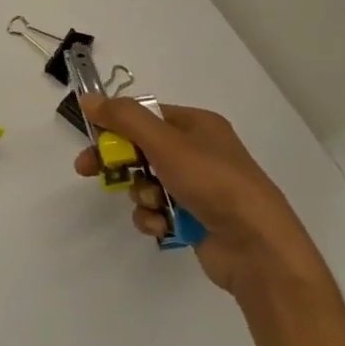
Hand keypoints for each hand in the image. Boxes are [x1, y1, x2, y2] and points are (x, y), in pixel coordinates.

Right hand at [75, 97, 320, 295]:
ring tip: (154, 204)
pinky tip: (163, 226)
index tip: (90, 138)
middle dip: (119, 162)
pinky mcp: (194, 219)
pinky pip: (158, 211)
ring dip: (141, 194)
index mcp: (197, 125)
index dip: (115, 125)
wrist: (258, 247)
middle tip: (87, 170)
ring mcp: (197, 188)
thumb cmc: (213, 182)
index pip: (146, 115)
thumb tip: (88, 98)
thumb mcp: (165, 142)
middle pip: (141, 149)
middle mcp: (198, 152)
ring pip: (146, 182)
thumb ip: (124, 118)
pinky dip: (154, 217)